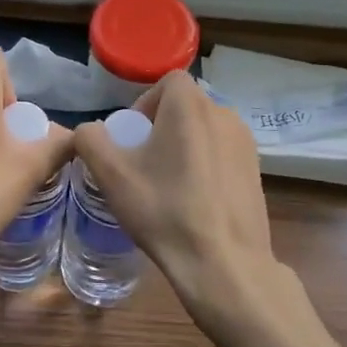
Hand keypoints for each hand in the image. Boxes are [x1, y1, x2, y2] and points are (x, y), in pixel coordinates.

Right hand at [71, 72, 277, 316]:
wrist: (224, 264)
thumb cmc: (165, 210)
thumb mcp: (111, 175)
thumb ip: (90, 140)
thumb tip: (89, 131)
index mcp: (191, 105)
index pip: (167, 82)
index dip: (146, 104)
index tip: (134, 140)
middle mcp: (224, 113)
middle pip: (185, 107)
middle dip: (162, 128)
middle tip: (146, 165)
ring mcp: (246, 142)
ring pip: (205, 131)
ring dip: (185, 147)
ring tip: (169, 185)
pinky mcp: (257, 170)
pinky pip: (222, 154)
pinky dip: (206, 166)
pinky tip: (196, 201)